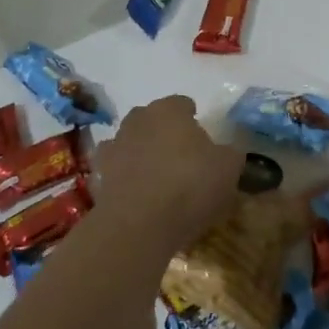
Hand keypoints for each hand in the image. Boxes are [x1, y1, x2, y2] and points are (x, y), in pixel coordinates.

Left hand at [91, 95, 243, 250]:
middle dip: (165, 132)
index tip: (203, 138)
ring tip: (160, 178)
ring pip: (132, 142)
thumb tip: (226, 152)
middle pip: (153, 119)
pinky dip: (127, 177)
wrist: (140, 224)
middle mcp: (138, 120)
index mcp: (169, 110)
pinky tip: (140, 195)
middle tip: (182, 156)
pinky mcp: (99, 175)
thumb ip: (230, 153)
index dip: (193, 118)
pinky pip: (117, 170)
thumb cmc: (190, 186)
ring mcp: (114, 146)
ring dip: (143, 153)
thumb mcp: (229, 168)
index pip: (182, 103)